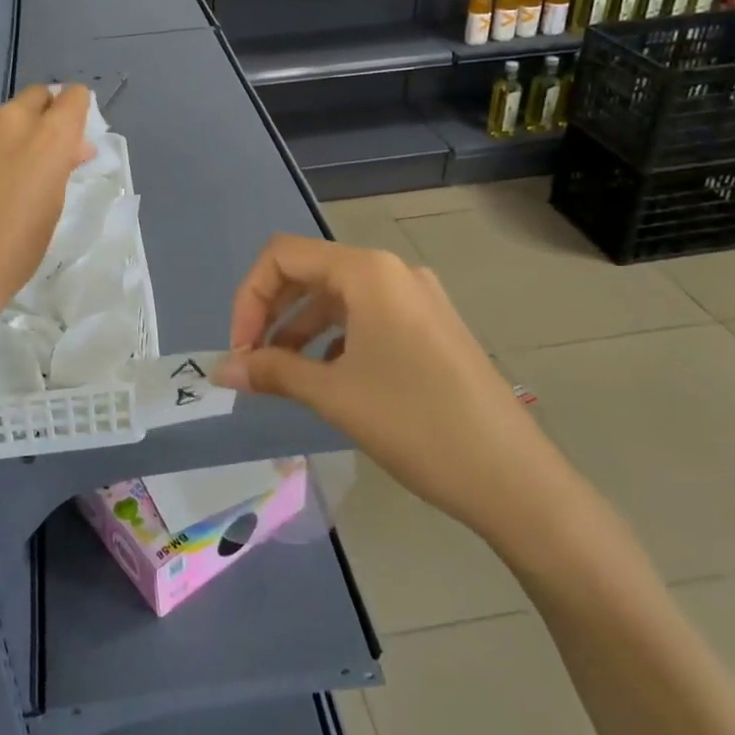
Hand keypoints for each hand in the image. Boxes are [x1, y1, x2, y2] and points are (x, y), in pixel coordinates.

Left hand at [0, 83, 93, 338]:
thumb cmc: (18, 245)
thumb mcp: (54, 205)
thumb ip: (62, 165)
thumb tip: (70, 149)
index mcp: (48, 135)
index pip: (74, 96)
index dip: (78, 111)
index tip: (75, 137)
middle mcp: (12, 120)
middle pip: (37, 96)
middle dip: (46, 114)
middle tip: (47, 151)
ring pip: (5, 117)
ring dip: (14, 134)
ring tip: (11, 174)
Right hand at [214, 234, 566, 544]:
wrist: (513, 477)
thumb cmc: (415, 424)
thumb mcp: (334, 395)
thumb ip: (272, 372)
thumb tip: (220, 370)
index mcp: (367, 272)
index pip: (283, 256)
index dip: (249, 297)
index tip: (241, 351)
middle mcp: (392, 271)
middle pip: (310, 272)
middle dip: (271, 312)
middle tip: (253, 362)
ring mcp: (417, 297)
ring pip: (339, 297)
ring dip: (300, 328)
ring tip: (283, 375)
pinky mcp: (431, 325)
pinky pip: (368, 316)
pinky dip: (335, 339)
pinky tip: (328, 378)